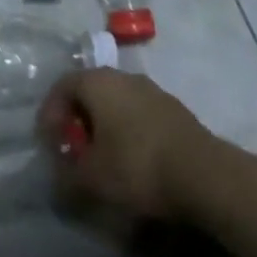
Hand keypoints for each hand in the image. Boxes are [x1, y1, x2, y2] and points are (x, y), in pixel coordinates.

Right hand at [37, 69, 231, 223]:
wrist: (206, 176)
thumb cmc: (137, 166)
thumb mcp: (91, 178)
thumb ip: (66, 176)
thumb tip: (57, 180)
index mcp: (97, 82)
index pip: (62, 86)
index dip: (50, 113)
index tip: (50, 142)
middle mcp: (124, 77)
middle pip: (90, 92)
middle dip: (78, 120)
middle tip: (75, 149)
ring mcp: (154, 92)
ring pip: (118, 103)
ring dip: (106, 126)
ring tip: (105, 158)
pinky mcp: (177, 111)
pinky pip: (141, 115)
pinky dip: (130, 132)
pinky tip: (135, 161)